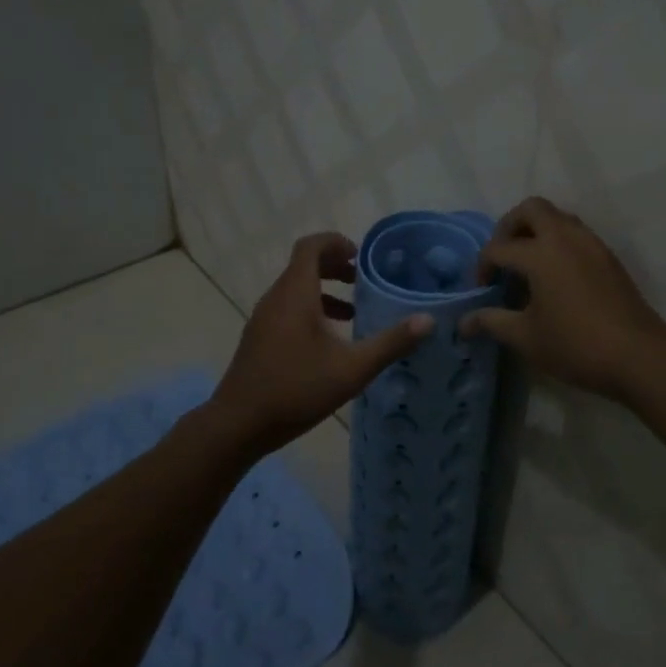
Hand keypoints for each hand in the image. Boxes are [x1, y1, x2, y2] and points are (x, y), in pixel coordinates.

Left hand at [207, 232, 433, 455]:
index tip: (360, 255)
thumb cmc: (296, 389)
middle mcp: (276, 298)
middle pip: (303, 266)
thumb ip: (390, 343)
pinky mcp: (259, 339)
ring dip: (324, 292)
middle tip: (363, 281)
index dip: (336, 242)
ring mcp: (263, 319)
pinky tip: (329, 342)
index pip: (311, 247)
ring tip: (354, 312)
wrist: (239, 424)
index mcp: (295, 294)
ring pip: (295, 290)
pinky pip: (287, 310)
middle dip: (335, 267)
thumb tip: (427, 321)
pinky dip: (310, 310)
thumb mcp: (351, 368)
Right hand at [460, 197, 665, 402]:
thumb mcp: (526, 337)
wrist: (639, 357)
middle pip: (531, 209)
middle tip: (503, 258)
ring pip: (558, 217)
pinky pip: (576, 234)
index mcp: (541, 253)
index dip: (482, 267)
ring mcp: (592, 244)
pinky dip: (558, 243)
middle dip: (509, 227)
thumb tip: (464, 322)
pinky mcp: (609, 257)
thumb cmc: (576, 346)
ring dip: (536, 231)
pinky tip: (555, 277)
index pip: (498, 248)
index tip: (481, 292)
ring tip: (527, 266)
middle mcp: (566, 237)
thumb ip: (492, 322)